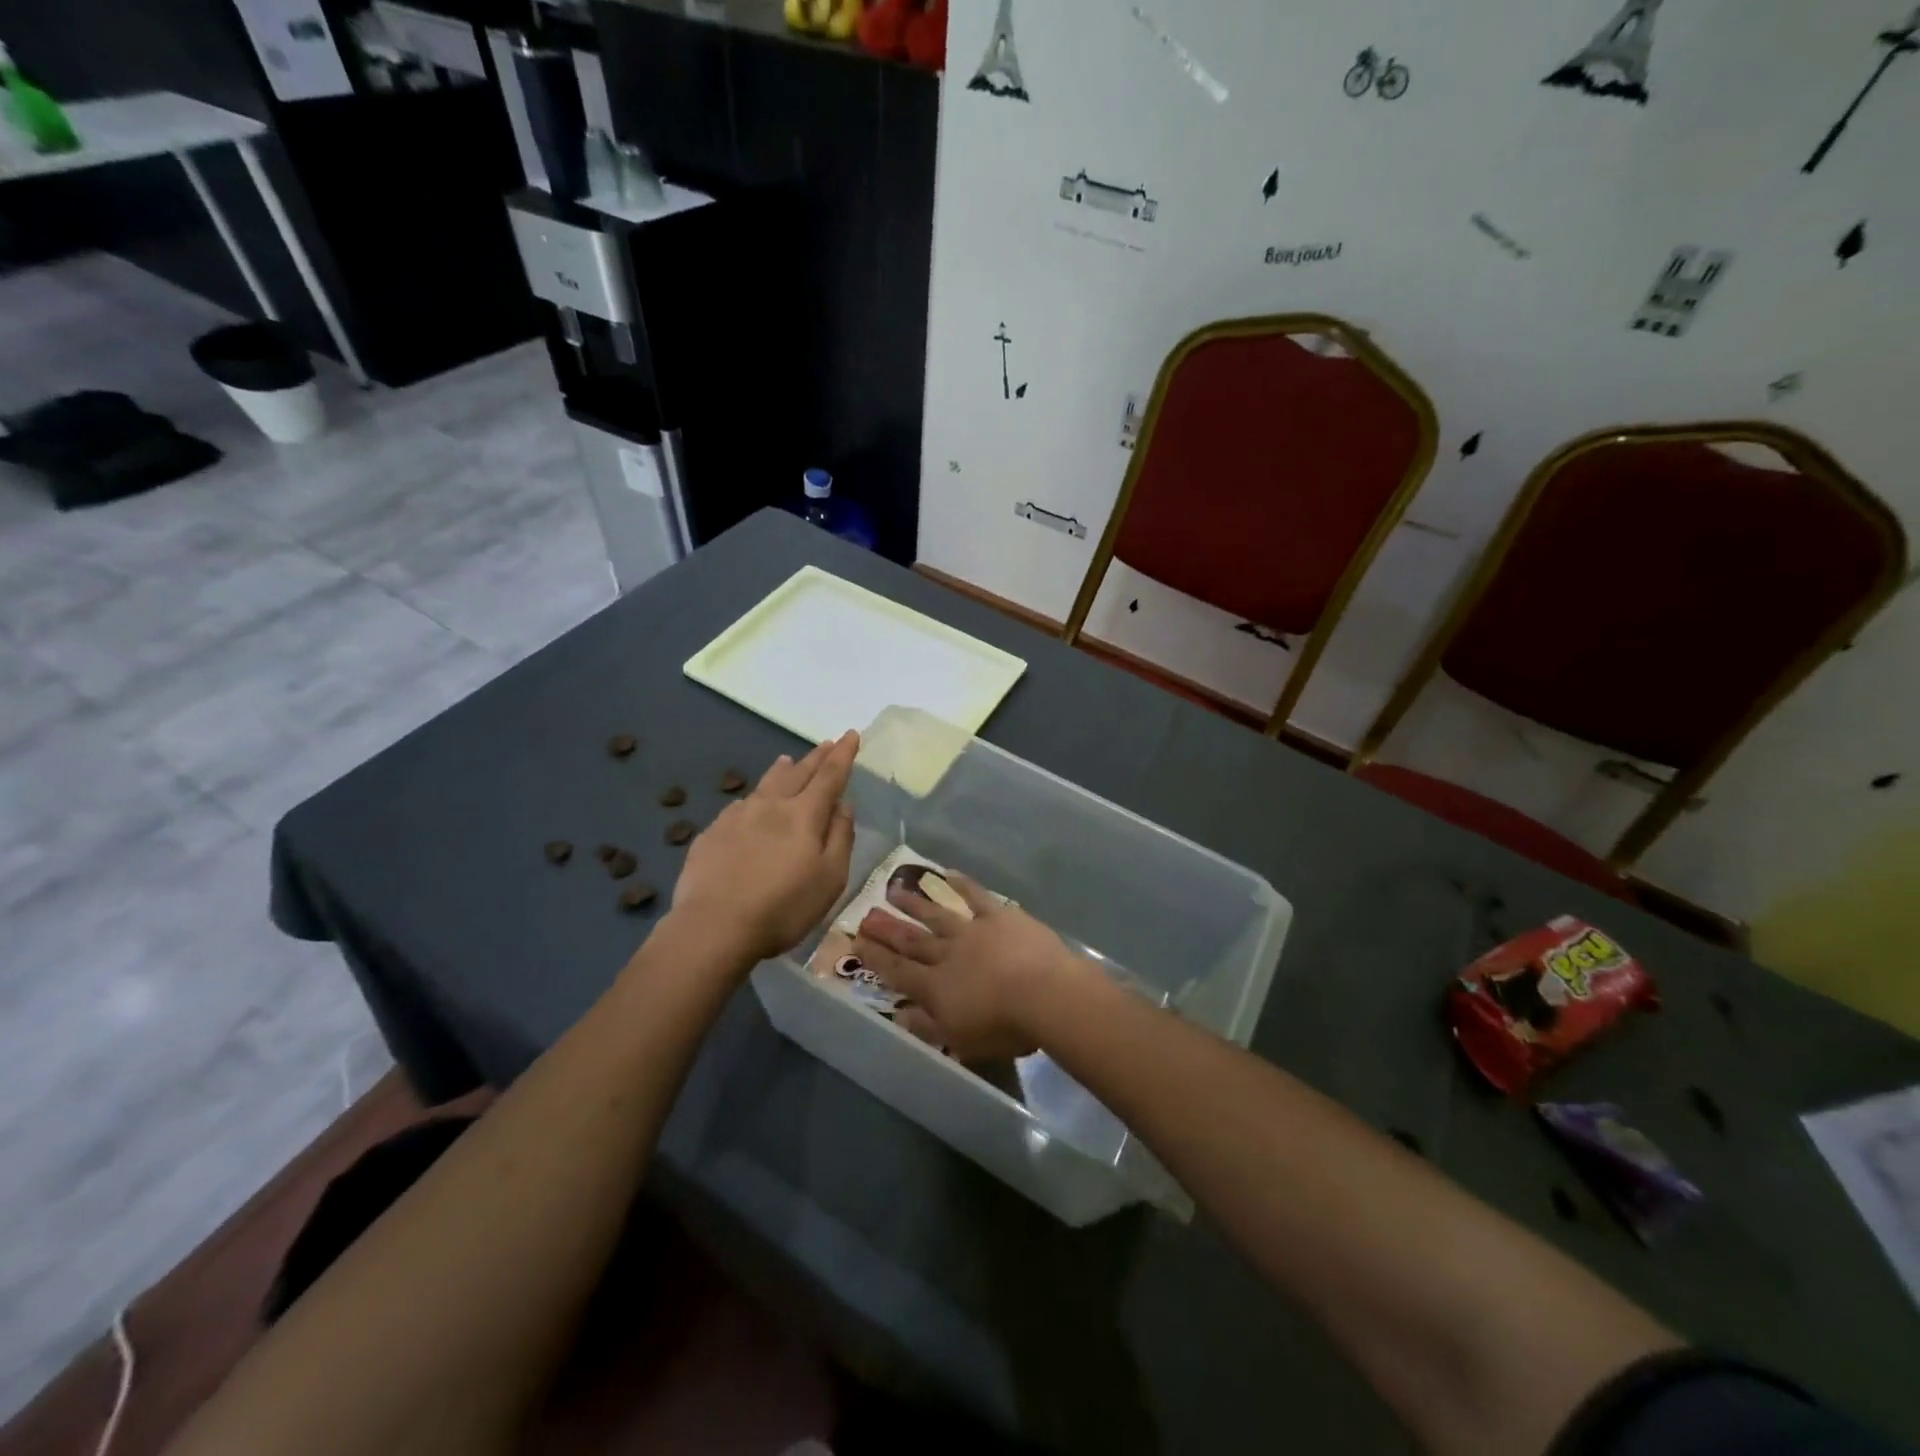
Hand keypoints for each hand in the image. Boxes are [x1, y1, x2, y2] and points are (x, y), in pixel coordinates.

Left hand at [673, 732, 858, 962]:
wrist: (713, 926)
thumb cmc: (782, 907)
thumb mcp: (830, 879)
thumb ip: (840, 838)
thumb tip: (844, 805)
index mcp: (803, 815)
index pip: (829, 776)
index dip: (843, 755)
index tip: (851, 734)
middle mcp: (770, 805)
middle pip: (797, 772)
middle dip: (816, 757)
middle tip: (827, 743)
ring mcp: (736, 816)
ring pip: (765, 783)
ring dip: (782, 770)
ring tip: (788, 760)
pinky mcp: (712, 833)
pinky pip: (740, 806)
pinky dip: (755, 798)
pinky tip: (751, 806)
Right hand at [850, 872, 1084, 1060]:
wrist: (1045, 993)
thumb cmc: (1005, 1027)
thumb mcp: (961, 1040)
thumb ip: (927, 1026)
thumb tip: (898, 1015)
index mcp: (936, 988)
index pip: (898, 971)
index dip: (876, 958)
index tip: (857, 942)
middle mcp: (947, 954)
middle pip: (913, 941)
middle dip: (888, 929)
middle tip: (866, 914)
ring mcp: (972, 931)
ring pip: (937, 915)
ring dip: (915, 904)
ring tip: (894, 890)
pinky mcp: (999, 916)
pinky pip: (976, 897)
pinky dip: (962, 885)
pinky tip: (948, 875)